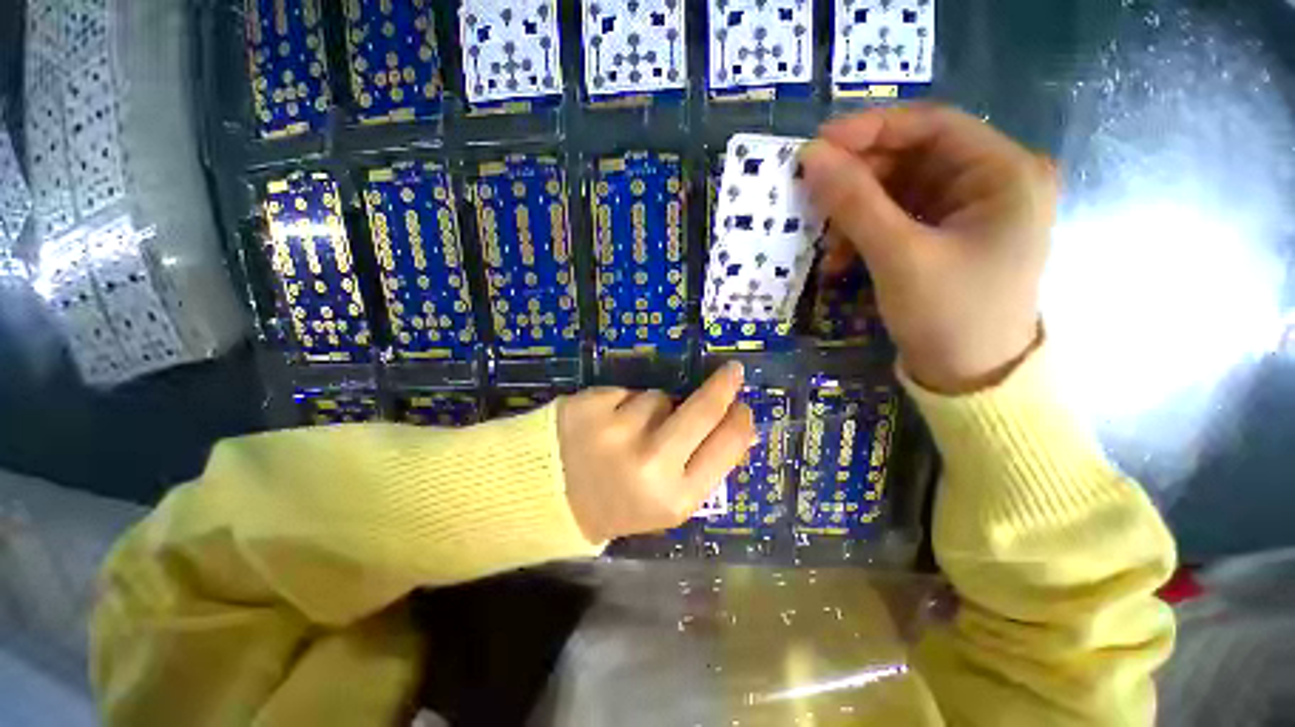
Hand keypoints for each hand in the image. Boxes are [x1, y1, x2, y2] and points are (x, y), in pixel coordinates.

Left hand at [557, 362, 754, 542]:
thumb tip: (741, 425)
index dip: (740, 422)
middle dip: (723, 387)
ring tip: (630, 432)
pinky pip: (627, 392)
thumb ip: (704, 467)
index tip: (743, 406)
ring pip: (659, 397)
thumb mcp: (666, 502)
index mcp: (674, 497)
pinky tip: (608, 424)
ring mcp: (617, 431)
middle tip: (733, 372)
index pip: (726, 447)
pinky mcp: (592, 405)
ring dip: (654, 407)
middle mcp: (649, 464)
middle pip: (702, 410)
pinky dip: (625, 403)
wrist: (551, 499)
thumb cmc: (618, 501)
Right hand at [799, 104, 1055, 392]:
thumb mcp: (898, 256)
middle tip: (813, 200)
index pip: (932, 125)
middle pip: (913, 158)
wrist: (968, 379)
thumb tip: (811, 157)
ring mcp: (969, 211)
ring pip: (899, 190)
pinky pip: (898, 218)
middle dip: (859, 181)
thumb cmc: (948, 315)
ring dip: (856, 214)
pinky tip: (842, 259)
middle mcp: (993, 182)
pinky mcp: (947, 236)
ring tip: (828, 246)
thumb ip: (854, 202)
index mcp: (1004, 173)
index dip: (870, 130)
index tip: (817, 146)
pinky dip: (866, 233)